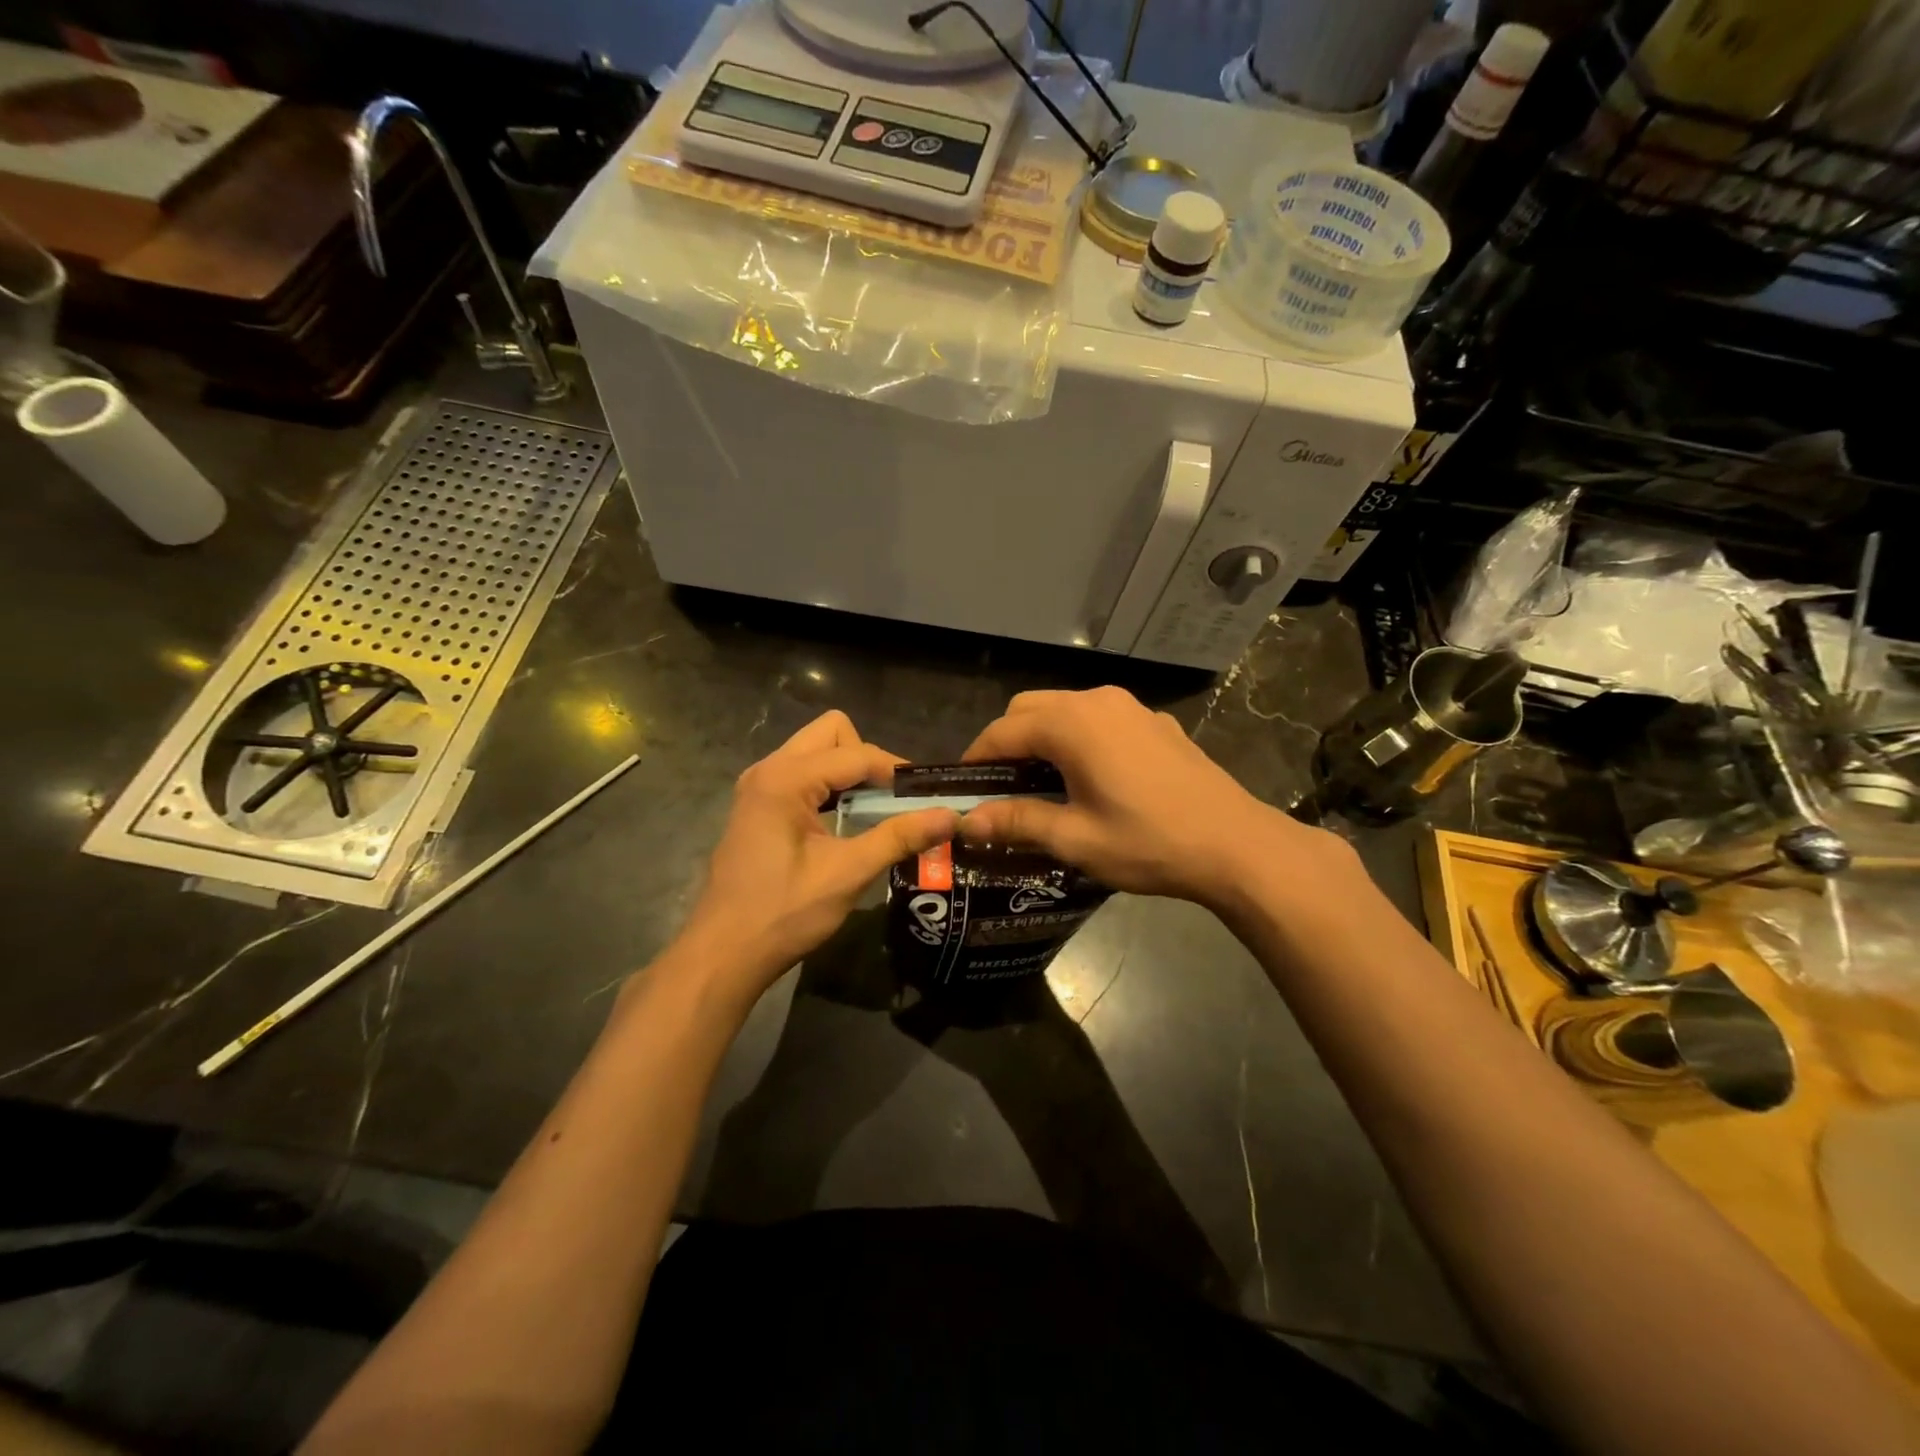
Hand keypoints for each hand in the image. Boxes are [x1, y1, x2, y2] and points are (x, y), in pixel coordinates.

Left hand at [680, 710, 956, 995]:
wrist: (723, 954)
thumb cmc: (783, 913)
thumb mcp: (847, 874)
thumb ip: (899, 837)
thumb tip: (950, 816)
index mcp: (785, 778)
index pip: (856, 753)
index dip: (896, 771)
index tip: (928, 795)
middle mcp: (768, 769)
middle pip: (831, 734)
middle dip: (868, 759)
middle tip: (892, 799)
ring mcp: (758, 786)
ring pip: (816, 751)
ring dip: (848, 772)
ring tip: (876, 809)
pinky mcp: (758, 806)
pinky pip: (802, 774)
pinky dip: (829, 787)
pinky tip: (844, 820)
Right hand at [956, 687, 1355, 911]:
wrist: (1235, 845)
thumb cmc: (1148, 843)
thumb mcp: (1075, 839)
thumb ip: (1016, 822)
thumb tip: (966, 823)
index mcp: (1071, 725)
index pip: (1002, 731)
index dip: (977, 759)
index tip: (964, 790)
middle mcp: (1097, 701)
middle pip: (1030, 708)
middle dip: (1007, 742)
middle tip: (1002, 788)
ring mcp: (1131, 707)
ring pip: (1065, 708)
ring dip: (1043, 736)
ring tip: (1042, 783)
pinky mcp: (1155, 721)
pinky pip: (1099, 718)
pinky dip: (1078, 737)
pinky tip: (1092, 777)